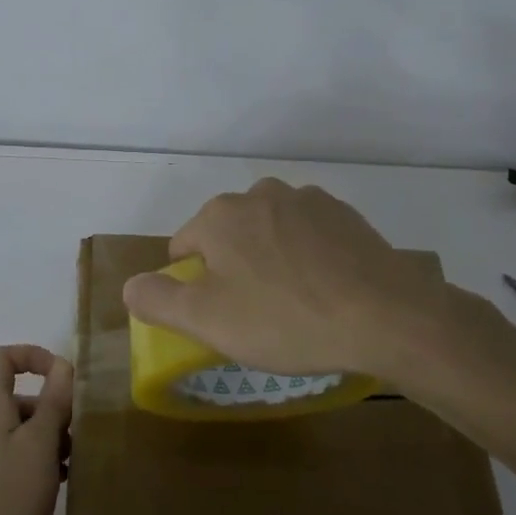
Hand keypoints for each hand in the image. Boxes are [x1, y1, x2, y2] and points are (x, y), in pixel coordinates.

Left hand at [0, 345, 73, 514]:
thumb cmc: (9, 500)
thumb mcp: (38, 444)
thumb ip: (53, 403)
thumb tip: (63, 364)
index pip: (0, 361)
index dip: (31, 355)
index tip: (63, 375)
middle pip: (24, 398)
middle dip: (57, 405)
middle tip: (87, 426)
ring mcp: (2, 467)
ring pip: (35, 434)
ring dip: (62, 437)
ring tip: (90, 454)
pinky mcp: (13, 497)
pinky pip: (38, 466)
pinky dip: (59, 466)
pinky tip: (80, 481)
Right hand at [121, 178, 482, 381]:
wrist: (386, 316)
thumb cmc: (286, 319)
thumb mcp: (207, 320)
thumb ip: (157, 299)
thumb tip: (129, 285)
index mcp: (220, 215)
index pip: (184, 247)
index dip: (192, 285)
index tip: (218, 317)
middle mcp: (260, 194)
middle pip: (228, 236)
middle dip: (232, 269)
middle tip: (256, 315)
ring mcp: (308, 200)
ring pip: (269, 233)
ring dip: (270, 260)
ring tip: (294, 304)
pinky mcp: (346, 215)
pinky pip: (309, 236)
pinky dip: (307, 258)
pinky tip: (325, 290)